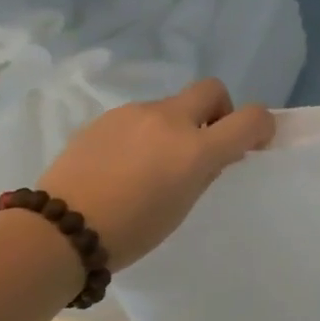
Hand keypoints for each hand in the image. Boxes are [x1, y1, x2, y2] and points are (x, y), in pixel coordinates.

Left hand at [37, 79, 275, 271]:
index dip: (262, 125)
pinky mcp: (106, 118)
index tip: (254, 143)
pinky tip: (123, 164)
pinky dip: (145, 132)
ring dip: (176, 125)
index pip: (251, 117)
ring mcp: (135, 114)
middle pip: (211, 89)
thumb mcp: (182, 206)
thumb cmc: (130, 231)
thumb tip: (214, 152)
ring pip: (172, 105)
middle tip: (204, 142)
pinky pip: (140, 116)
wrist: (57, 231)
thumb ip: (205, 171)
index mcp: (196, 148)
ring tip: (152, 163)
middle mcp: (170, 120)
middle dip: (218, 110)